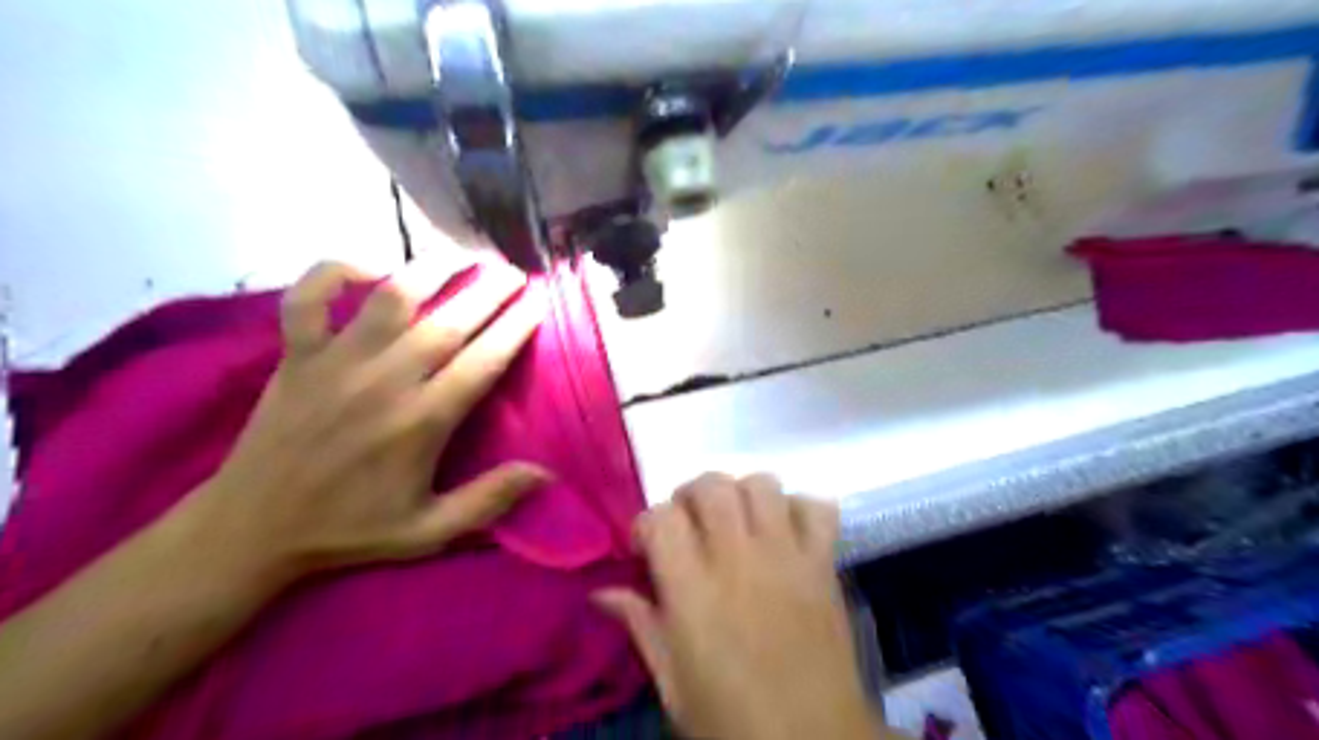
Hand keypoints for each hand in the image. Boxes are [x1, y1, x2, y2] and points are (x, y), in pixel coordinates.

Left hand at [182, 258, 547, 583]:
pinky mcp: (296, 354)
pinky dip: (336, 272)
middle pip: (449, 321)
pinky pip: (310, 296)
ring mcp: (336, 361)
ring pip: (391, 295)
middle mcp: (385, 381)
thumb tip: (546, 473)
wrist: (250, 527)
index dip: (516, 327)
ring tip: (462, 253)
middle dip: (489, 289)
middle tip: (514, 271)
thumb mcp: (428, 531)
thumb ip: (488, 500)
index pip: (483, 361)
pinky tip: (371, 268)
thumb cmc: (349, 528)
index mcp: (422, 422)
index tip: (538, 303)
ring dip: (431, 268)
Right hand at [599, 473, 885, 739]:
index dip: (646, 525)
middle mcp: (738, 558)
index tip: (645, 549)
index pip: (661, 517)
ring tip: (736, 524)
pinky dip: (799, 508)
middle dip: (690, 496)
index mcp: (693, 591)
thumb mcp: (673, 684)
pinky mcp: (823, 563)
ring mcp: (786, 555)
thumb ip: (640, 625)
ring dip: (742, 494)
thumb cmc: (732, 722)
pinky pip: (817, 507)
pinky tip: (784, 532)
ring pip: (761, 484)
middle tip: (689, 527)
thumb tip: (602, 592)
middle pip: (711, 486)